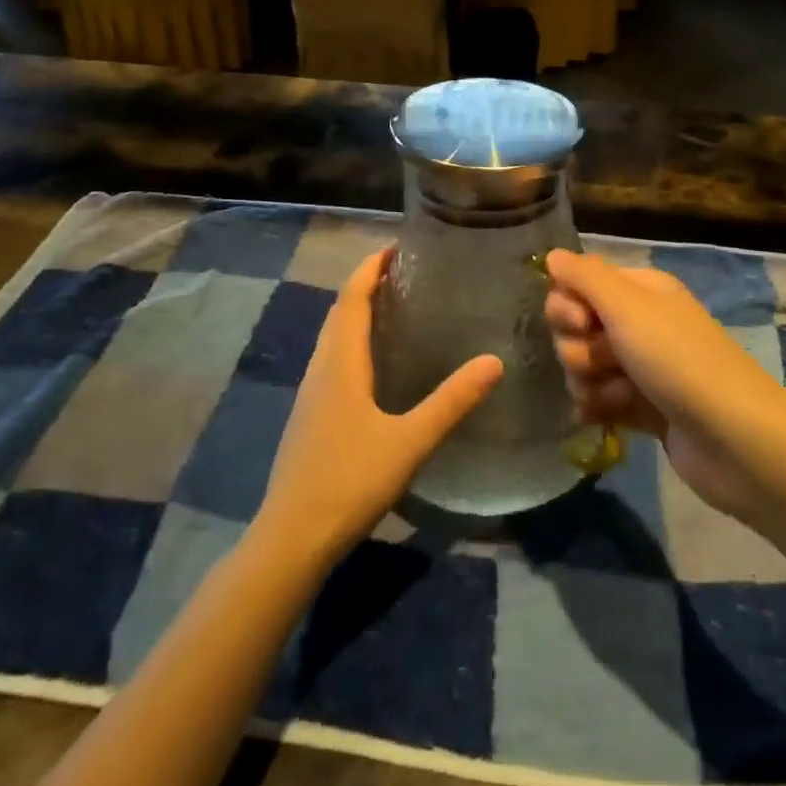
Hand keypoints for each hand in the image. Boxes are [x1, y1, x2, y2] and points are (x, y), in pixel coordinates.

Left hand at [257, 249, 501, 568]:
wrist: (292, 538)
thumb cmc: (349, 481)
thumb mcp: (410, 441)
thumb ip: (452, 401)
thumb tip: (494, 361)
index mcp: (340, 363)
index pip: (352, 298)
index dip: (370, 268)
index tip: (397, 247)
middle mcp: (321, 369)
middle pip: (339, 312)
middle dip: (366, 285)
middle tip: (404, 272)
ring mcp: (311, 395)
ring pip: (332, 337)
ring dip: (357, 313)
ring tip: (393, 306)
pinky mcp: (310, 417)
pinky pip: (332, 360)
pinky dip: (352, 342)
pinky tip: (374, 363)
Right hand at [544, 250, 785, 526]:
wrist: (733, 438)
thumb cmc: (678, 360)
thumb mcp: (629, 306)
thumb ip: (586, 277)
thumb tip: (552, 255)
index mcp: (640, 291)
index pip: (578, 284)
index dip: (567, 305)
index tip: (581, 323)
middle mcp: (639, 323)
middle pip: (576, 328)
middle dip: (578, 348)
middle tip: (605, 361)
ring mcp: (641, 367)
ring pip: (583, 367)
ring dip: (590, 382)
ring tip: (619, 395)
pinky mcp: (642, 408)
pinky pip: (599, 400)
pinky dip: (600, 408)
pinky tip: (608, 418)